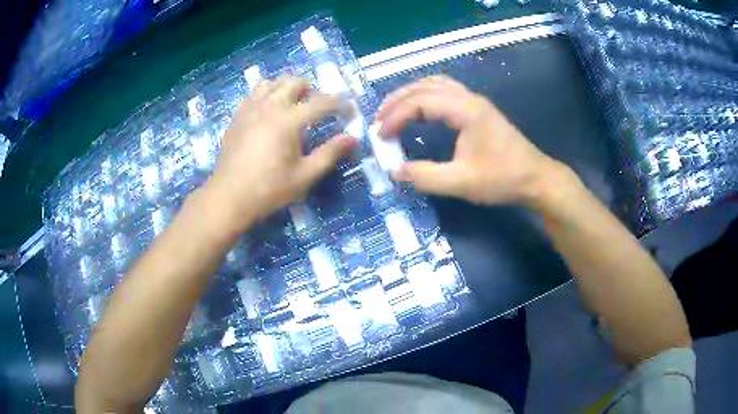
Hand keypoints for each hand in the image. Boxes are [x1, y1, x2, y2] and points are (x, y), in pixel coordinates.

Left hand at [203, 76, 354, 232]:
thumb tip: (352, 138)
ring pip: (273, 82)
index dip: (341, 104)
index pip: (322, 102)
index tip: (350, 112)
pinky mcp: (237, 115)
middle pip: (295, 82)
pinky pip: (255, 93)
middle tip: (318, 109)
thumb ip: (329, 154)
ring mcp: (250, 108)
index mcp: (289, 120)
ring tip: (293, 106)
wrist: (228, 197)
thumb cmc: (268, 190)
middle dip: (312, 90)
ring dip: (287, 88)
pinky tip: (269, 112)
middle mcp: (269, 106)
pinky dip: (267, 95)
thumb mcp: (304, 176)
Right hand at [377, 76, 563, 206]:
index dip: (396, 116)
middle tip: (378, 120)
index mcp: (466, 110)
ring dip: (410, 95)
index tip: (380, 135)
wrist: (536, 179)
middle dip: (397, 100)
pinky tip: (418, 111)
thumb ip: (425, 176)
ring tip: (392, 112)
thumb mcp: (462, 183)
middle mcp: (469, 98)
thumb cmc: (503, 179)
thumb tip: (394, 171)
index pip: (421, 101)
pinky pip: (445, 91)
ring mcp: (474, 101)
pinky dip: (425, 96)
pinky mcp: (477, 109)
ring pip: (435, 84)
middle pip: (425, 86)